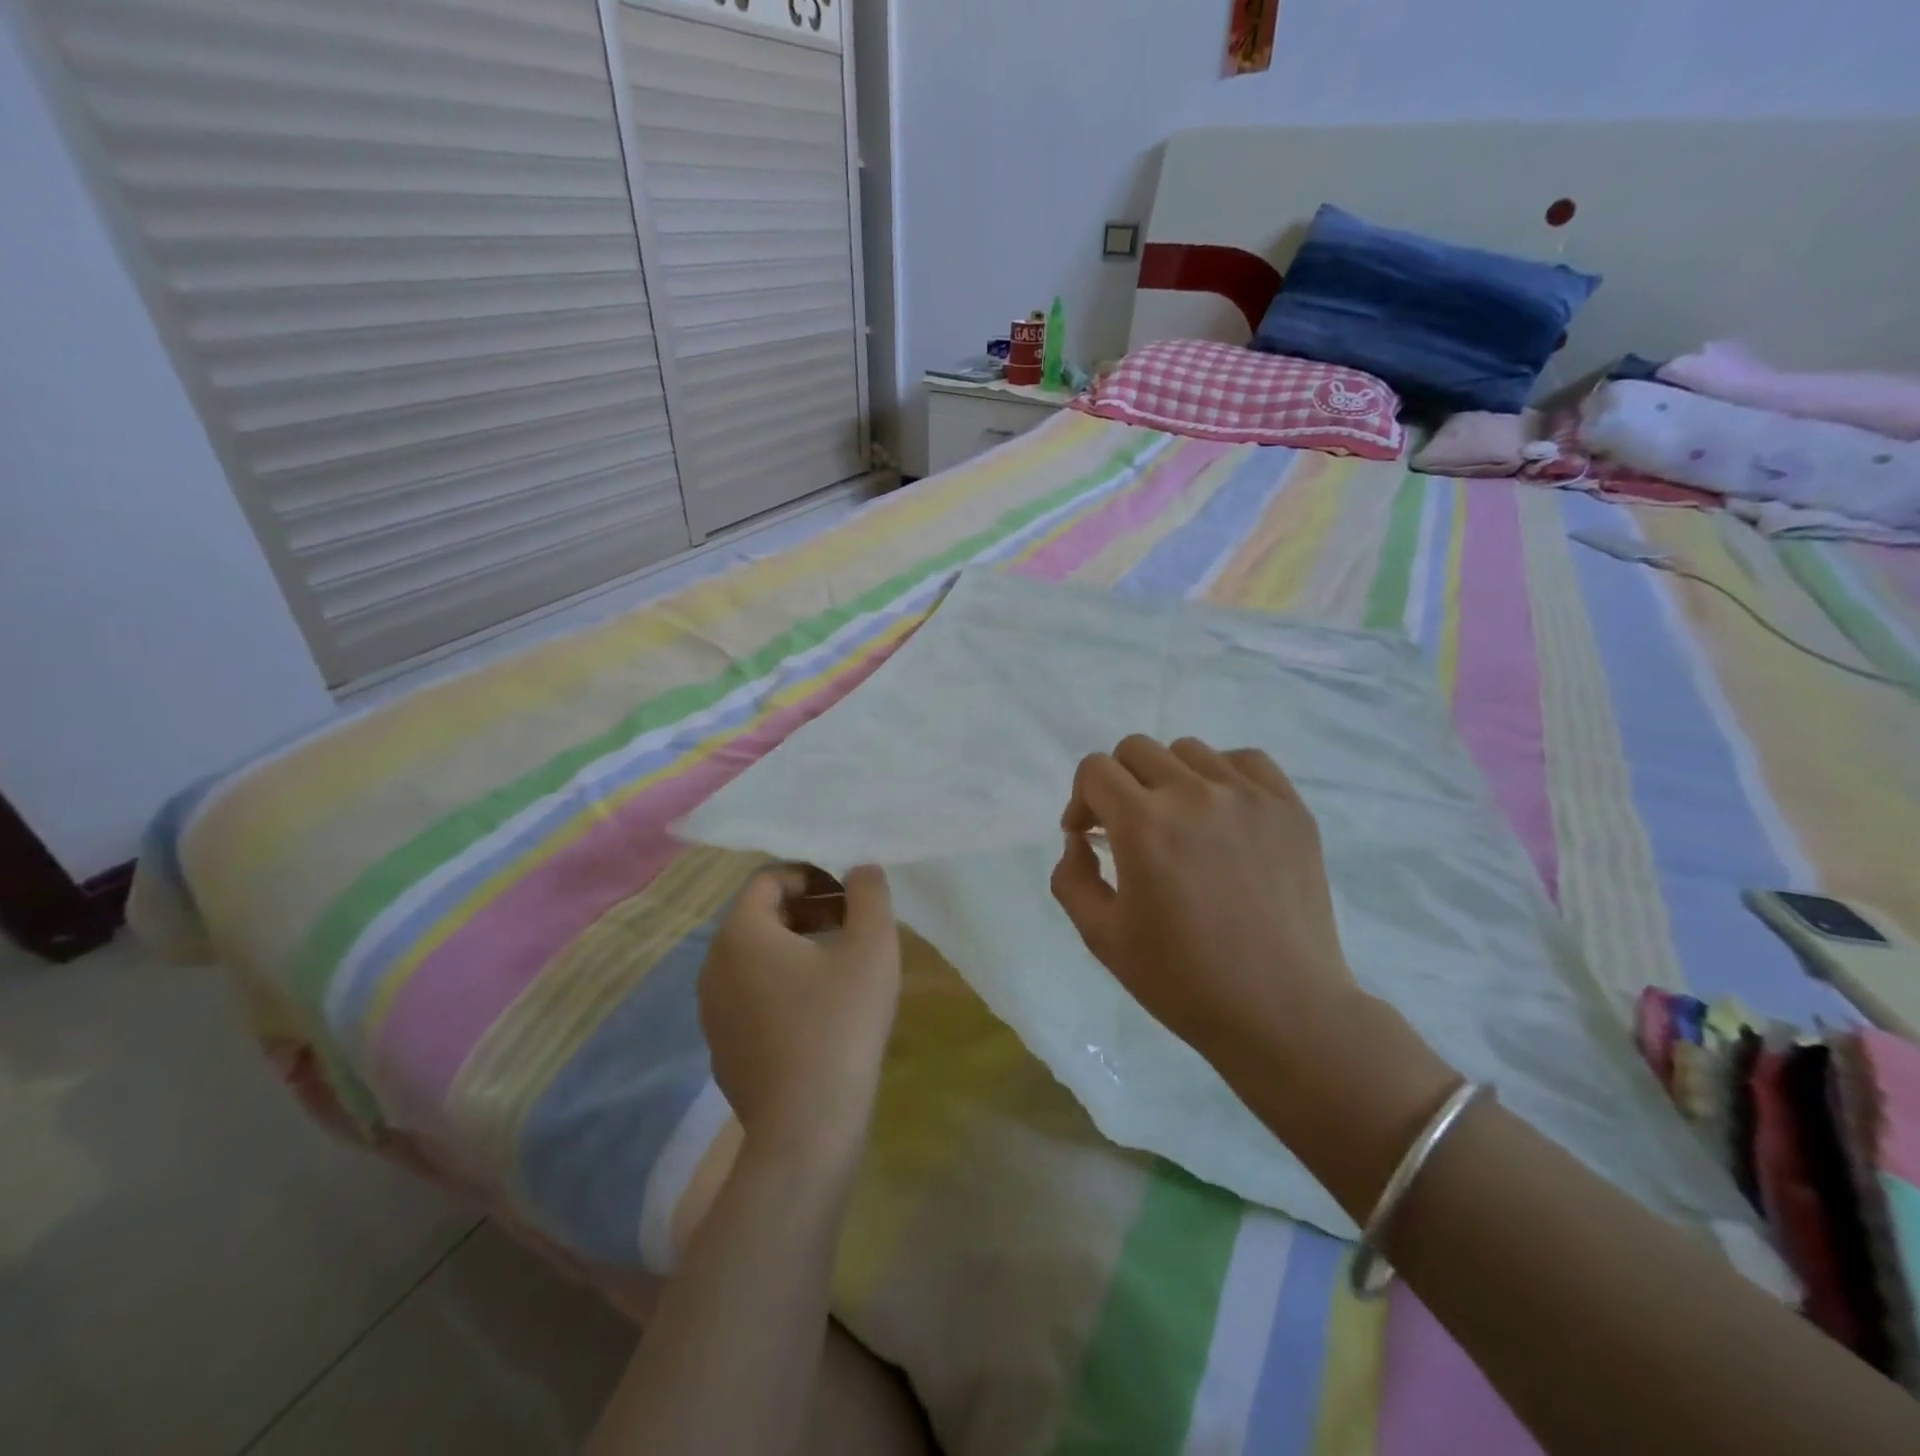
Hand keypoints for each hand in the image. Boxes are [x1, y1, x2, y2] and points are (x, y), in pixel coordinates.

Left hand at [700, 865, 901, 1170]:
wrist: (806, 1128)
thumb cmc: (840, 1023)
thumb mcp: (871, 946)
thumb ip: (869, 894)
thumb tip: (861, 869)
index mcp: (741, 933)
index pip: (769, 879)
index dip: (812, 874)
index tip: (849, 891)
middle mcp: (714, 965)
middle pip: (760, 916)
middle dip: (808, 908)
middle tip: (852, 921)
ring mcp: (713, 1011)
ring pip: (755, 957)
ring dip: (797, 945)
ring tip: (841, 960)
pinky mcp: (723, 1047)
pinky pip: (751, 995)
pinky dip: (783, 984)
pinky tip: (821, 1009)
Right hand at [1050, 735, 1360, 1063]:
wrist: (1281, 1012)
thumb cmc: (1183, 981)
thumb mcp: (1101, 937)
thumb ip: (1071, 877)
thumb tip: (1080, 839)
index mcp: (1144, 825)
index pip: (1095, 769)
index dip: (1081, 799)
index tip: (1088, 836)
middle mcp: (1194, 794)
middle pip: (1136, 750)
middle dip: (1117, 784)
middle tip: (1126, 828)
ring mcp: (1249, 797)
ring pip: (1188, 751)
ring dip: (1168, 779)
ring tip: (1179, 823)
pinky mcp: (1290, 808)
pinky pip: (1245, 761)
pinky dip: (1222, 775)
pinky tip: (1222, 813)